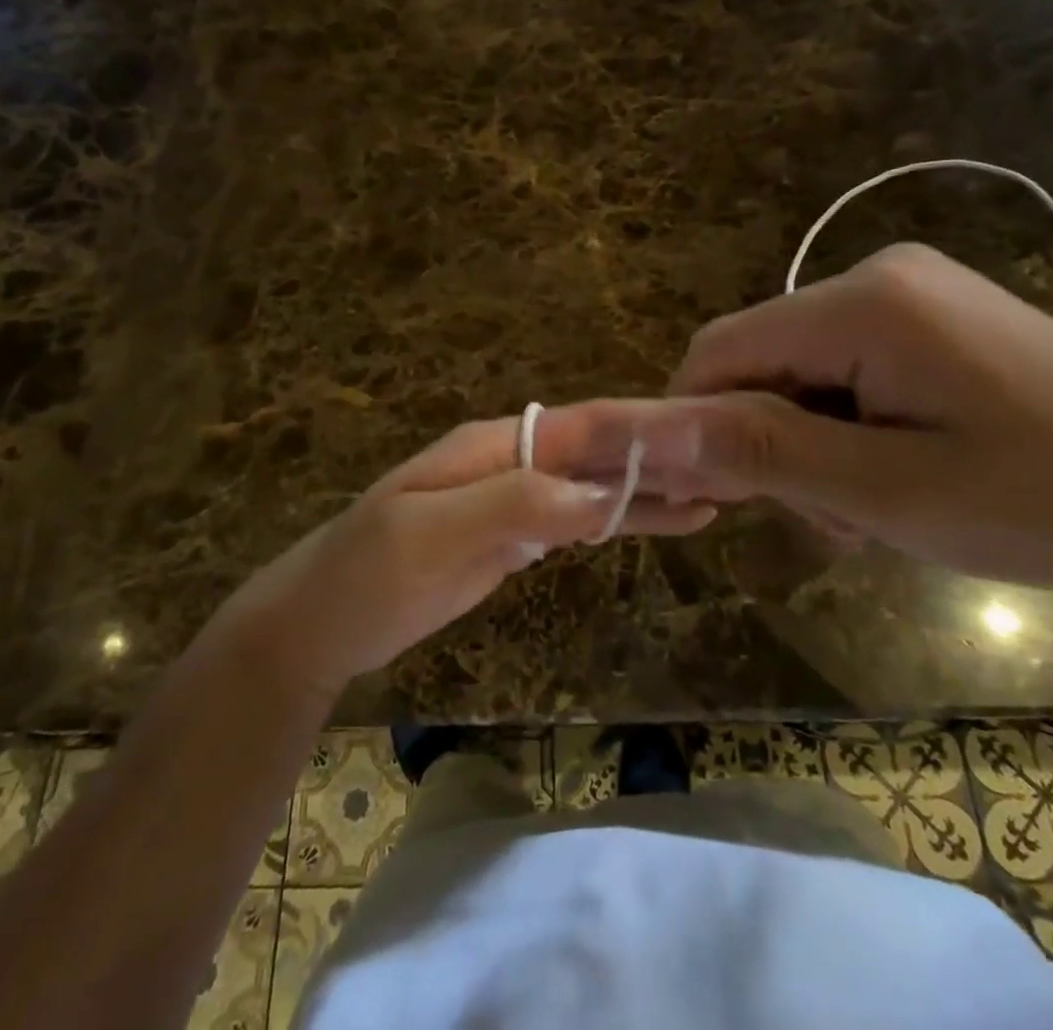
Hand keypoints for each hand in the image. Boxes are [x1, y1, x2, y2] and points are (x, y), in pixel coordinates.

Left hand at [219, 403, 715, 695]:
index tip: (704, 442)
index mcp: (494, 445)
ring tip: (716, 495)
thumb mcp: (431, 534)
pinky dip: (620, 520)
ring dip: (648, 489)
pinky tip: (659, 521)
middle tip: (731, 469)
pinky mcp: (515, 540)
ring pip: (594, 487)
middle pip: (597, 453)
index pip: (581, 428)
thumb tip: (599, 492)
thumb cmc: (368, 575)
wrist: (322, 625)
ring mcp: (515, 501)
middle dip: (658, 459)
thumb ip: (514, 505)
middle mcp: (512, 462)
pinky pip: (578, 521)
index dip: (640, 433)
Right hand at [647, 244, 1052, 599]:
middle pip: (760, 359)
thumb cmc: (1049, 504)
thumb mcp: (890, 492)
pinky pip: (843, 368)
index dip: (696, 422)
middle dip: (769, 441)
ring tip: (873, 508)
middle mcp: (879, 275)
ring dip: (808, 442)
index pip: (720, 349)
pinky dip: (844, 425)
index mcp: (867, 301)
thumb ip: (765, 450)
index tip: (716, 500)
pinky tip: (894, 470)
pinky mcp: (932, 317)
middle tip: (833, 518)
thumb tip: (656, 429)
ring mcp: (910, 291)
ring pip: (798, 370)